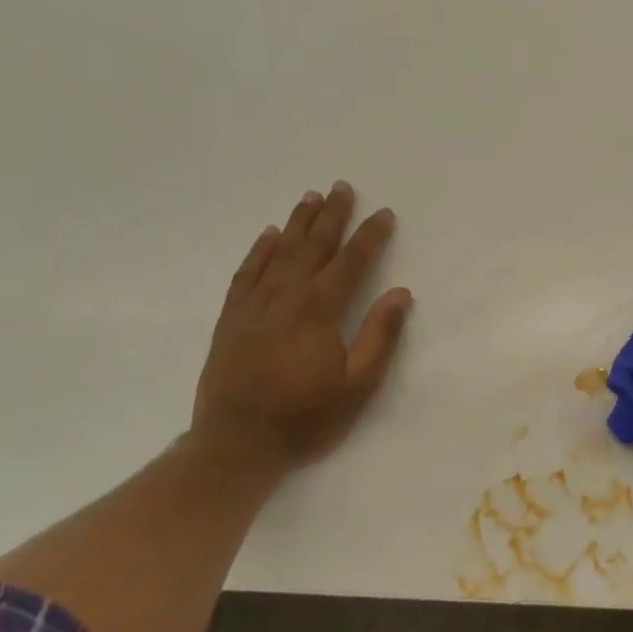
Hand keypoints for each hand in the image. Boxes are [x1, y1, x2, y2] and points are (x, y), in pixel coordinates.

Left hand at [191, 181, 412, 469]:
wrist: (235, 444)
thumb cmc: (306, 418)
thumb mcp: (358, 385)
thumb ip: (380, 336)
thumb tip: (400, 294)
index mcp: (320, 311)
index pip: (351, 262)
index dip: (370, 236)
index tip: (384, 214)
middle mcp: (286, 297)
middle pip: (313, 246)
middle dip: (331, 216)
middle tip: (342, 187)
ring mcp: (254, 305)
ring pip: (279, 252)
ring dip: (298, 223)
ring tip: (311, 197)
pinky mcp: (231, 318)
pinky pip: (247, 272)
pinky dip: (260, 250)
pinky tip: (269, 235)